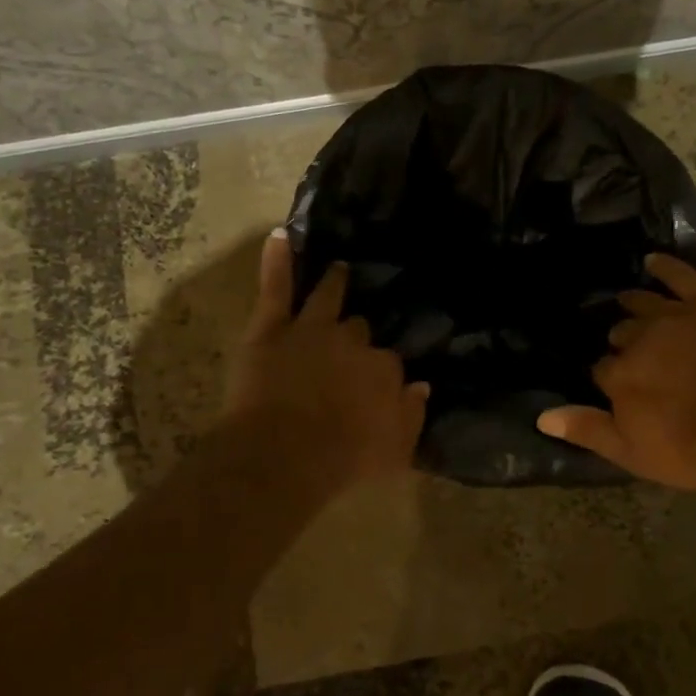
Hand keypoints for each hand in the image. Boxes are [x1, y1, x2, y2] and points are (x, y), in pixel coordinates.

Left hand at [222, 232, 428, 491]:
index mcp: (383, 369)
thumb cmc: (342, 460)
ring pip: (327, 298)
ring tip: (339, 269)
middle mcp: (352, 340)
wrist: (284, 455)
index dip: (380, 371)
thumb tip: (422, 386)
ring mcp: (312, 328)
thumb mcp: (394, 452)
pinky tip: (281, 235)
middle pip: (359, 329)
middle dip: (356, 334)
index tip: (376, 381)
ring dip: (334, 283)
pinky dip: (277, 261)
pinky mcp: (272, 327)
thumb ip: (412, 416)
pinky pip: (276, 287)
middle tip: (350, 340)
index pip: (389, 361)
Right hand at [537, 253, 695, 491]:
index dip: (610, 378)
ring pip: (643, 303)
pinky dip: (665, 267)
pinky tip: (653, 261)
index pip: (602, 370)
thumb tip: (541, 416)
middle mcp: (639, 339)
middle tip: (632, 349)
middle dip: (623, 341)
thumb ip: (589, 431)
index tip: (618, 385)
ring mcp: (675, 315)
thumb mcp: (639, 455)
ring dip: (633, 303)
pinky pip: (680, 276)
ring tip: (627, 300)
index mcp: (620, 376)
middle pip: (622, 333)